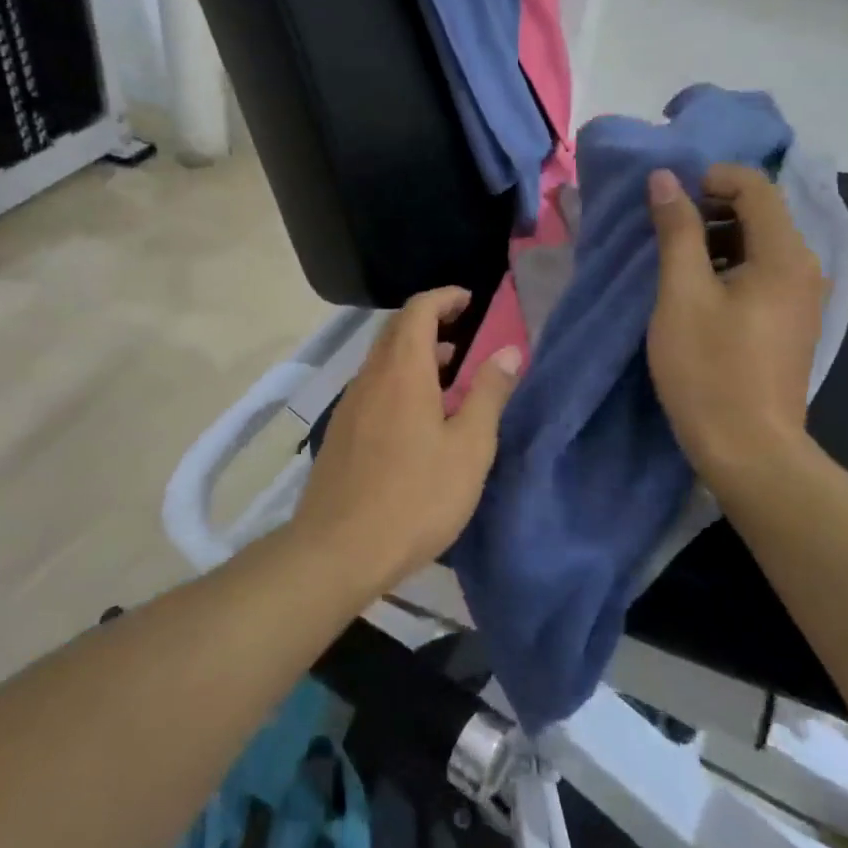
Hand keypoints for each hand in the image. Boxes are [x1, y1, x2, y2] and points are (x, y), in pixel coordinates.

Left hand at [291, 288, 521, 592]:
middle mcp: (370, 378)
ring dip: (414, 354)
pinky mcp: (341, 432)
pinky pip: (373, 387)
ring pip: (382, 360)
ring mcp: (349, 405)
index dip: (444, 298)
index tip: (471, 301)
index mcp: (402, 372)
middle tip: (463, 334)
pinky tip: (417, 417)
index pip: (418, 310)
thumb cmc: (415, 498)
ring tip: (448, 373)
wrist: (338, 550)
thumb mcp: (469, 448)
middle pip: (396, 330)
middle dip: (430, 322)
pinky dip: (399, 380)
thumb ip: (488, 394)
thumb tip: (508, 351)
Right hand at [644, 165, 826, 495]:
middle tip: (664, 230)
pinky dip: (730, 267)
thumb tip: (665, 178)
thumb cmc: (709, 369)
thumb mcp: (682, 294)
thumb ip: (676, 230)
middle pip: (761, 212)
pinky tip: (697, 293)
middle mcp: (804, 268)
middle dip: (710, 208)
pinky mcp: (792, 322)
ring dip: (716, 240)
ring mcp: (802, 298)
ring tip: (674, 263)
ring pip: (759, 244)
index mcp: (784, 255)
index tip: (668, 200)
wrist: (749, 449)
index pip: (755, 186)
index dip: (710, 178)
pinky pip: (762, 274)